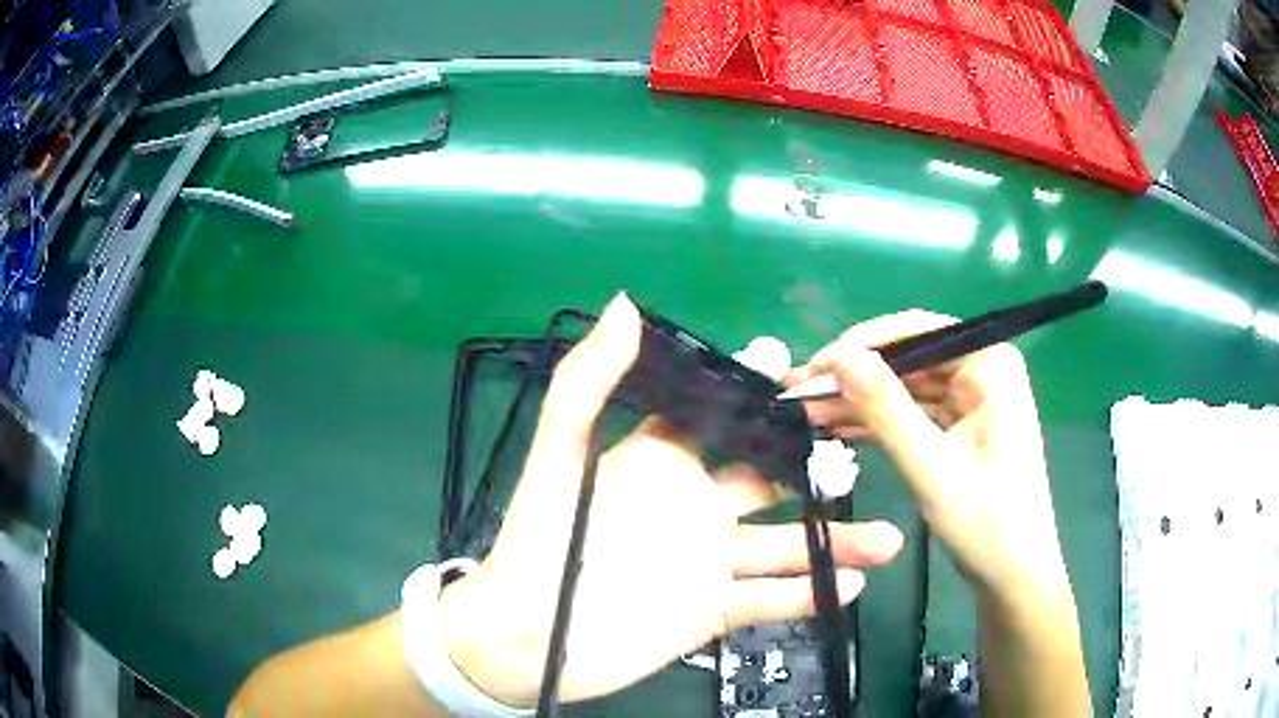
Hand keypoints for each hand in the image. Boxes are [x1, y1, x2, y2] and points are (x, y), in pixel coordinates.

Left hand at [438, 294, 903, 707]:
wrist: (531, 639)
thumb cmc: (541, 544)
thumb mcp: (561, 458)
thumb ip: (590, 382)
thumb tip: (626, 304)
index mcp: (659, 464)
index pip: (716, 417)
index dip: (754, 392)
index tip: (798, 368)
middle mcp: (692, 506)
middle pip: (767, 479)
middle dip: (813, 466)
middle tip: (861, 455)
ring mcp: (707, 561)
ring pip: (783, 545)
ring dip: (833, 541)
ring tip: (885, 538)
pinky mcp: (712, 609)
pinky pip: (768, 599)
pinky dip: (807, 594)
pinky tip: (847, 586)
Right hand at [784, 311, 1069, 601]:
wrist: (1013, 576)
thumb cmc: (987, 523)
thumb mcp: (932, 467)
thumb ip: (887, 410)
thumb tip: (839, 359)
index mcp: (990, 364)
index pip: (919, 332)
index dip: (862, 345)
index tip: (814, 368)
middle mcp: (983, 369)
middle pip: (909, 359)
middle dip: (856, 377)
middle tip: (798, 392)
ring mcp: (972, 399)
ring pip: (906, 387)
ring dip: (860, 401)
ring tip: (806, 412)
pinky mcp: (961, 426)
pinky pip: (913, 413)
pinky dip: (878, 422)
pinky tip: (837, 428)